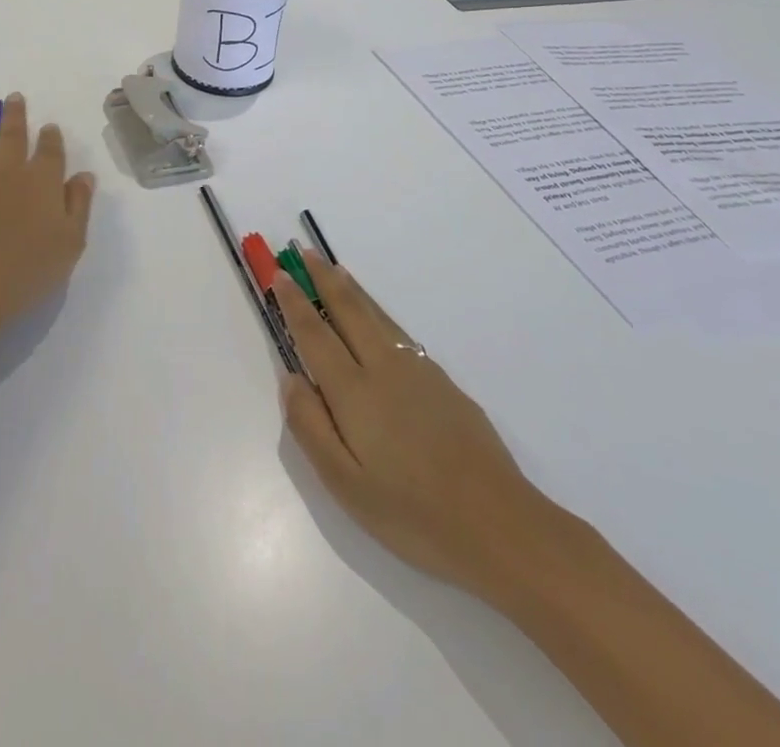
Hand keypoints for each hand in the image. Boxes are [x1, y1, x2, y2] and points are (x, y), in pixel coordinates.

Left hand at [0, 94, 95, 355]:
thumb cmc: (25, 273)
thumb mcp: (70, 244)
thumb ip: (78, 206)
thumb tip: (84, 176)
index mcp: (42, 183)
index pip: (50, 153)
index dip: (51, 138)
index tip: (49, 126)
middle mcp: (7, 171)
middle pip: (12, 137)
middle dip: (15, 115)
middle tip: (13, 97)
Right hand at [273, 250, 553, 598]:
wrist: (500, 524)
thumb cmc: (413, 513)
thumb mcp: (345, 485)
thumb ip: (310, 427)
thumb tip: (291, 378)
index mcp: (354, 392)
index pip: (315, 334)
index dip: (295, 303)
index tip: (279, 275)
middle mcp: (384, 368)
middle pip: (348, 310)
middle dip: (323, 279)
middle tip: (303, 254)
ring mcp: (418, 371)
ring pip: (377, 316)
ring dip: (352, 289)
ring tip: (336, 269)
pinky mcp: (444, 382)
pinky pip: (399, 332)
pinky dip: (378, 312)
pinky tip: (378, 319)